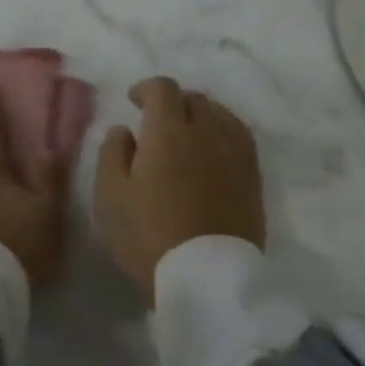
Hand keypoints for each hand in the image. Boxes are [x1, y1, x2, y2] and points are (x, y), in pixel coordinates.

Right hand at [92, 77, 264, 303]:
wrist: (206, 277)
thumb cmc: (148, 235)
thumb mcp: (111, 196)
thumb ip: (112, 154)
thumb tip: (124, 130)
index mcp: (169, 132)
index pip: (163, 89)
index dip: (146, 88)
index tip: (134, 101)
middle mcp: (207, 132)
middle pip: (194, 99)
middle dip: (173, 102)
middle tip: (157, 121)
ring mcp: (235, 154)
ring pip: (220, 115)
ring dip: (201, 114)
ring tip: (187, 132)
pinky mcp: (253, 177)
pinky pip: (239, 137)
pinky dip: (223, 131)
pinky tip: (214, 148)